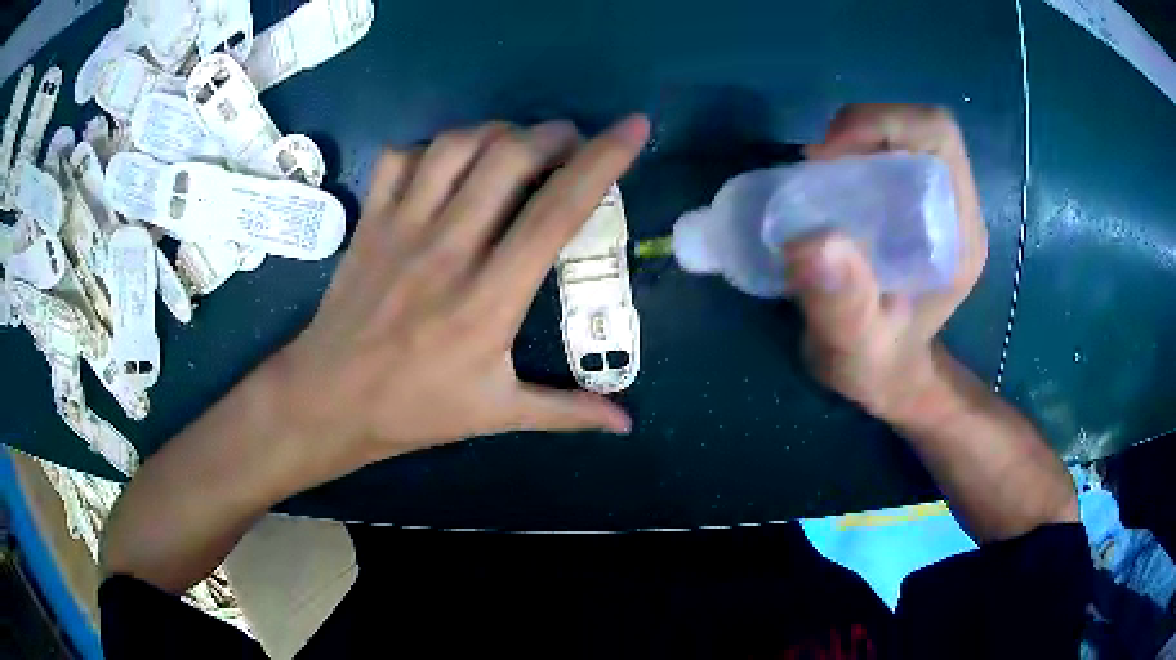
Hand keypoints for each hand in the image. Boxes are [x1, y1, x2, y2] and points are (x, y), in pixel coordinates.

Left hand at [265, 116, 648, 479]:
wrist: (329, 400)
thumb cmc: (415, 409)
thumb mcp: (497, 415)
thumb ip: (567, 411)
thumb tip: (626, 424)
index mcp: (490, 299)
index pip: (558, 212)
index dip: (602, 162)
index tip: (633, 127)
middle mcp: (449, 250)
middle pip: (509, 158)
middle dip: (552, 134)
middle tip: (569, 141)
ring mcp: (402, 228)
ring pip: (456, 146)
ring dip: (497, 131)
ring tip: (516, 144)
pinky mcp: (370, 221)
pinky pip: (400, 158)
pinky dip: (431, 148)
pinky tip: (447, 165)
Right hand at [787, 104, 987, 423]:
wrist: (891, 376)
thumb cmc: (879, 368)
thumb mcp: (857, 352)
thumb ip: (843, 307)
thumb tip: (813, 241)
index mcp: (958, 234)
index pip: (938, 137)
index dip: (882, 125)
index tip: (829, 159)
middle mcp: (955, 208)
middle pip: (920, 126)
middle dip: (863, 128)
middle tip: (818, 168)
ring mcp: (938, 203)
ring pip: (903, 133)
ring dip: (855, 139)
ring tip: (818, 177)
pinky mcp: (916, 205)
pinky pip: (889, 152)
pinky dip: (853, 152)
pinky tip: (829, 186)